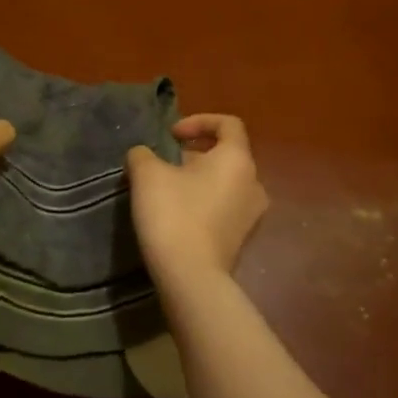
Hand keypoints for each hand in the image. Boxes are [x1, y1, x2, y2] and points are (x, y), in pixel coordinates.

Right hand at [126, 115, 268, 280]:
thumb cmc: (173, 214)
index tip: (171, 136)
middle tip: (164, 166)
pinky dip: (204, 203)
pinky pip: (224, 208)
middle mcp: (253, 182)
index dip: (199, 121)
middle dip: (194, 154)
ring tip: (167, 191)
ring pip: (225, 183)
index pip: (228, 124)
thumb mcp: (147, 174)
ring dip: (198, 180)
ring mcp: (252, 214)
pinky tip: (178, 216)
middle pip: (226, 155)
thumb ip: (143, 154)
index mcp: (237, 159)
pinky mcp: (242, 239)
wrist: (190, 276)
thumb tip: (144, 155)